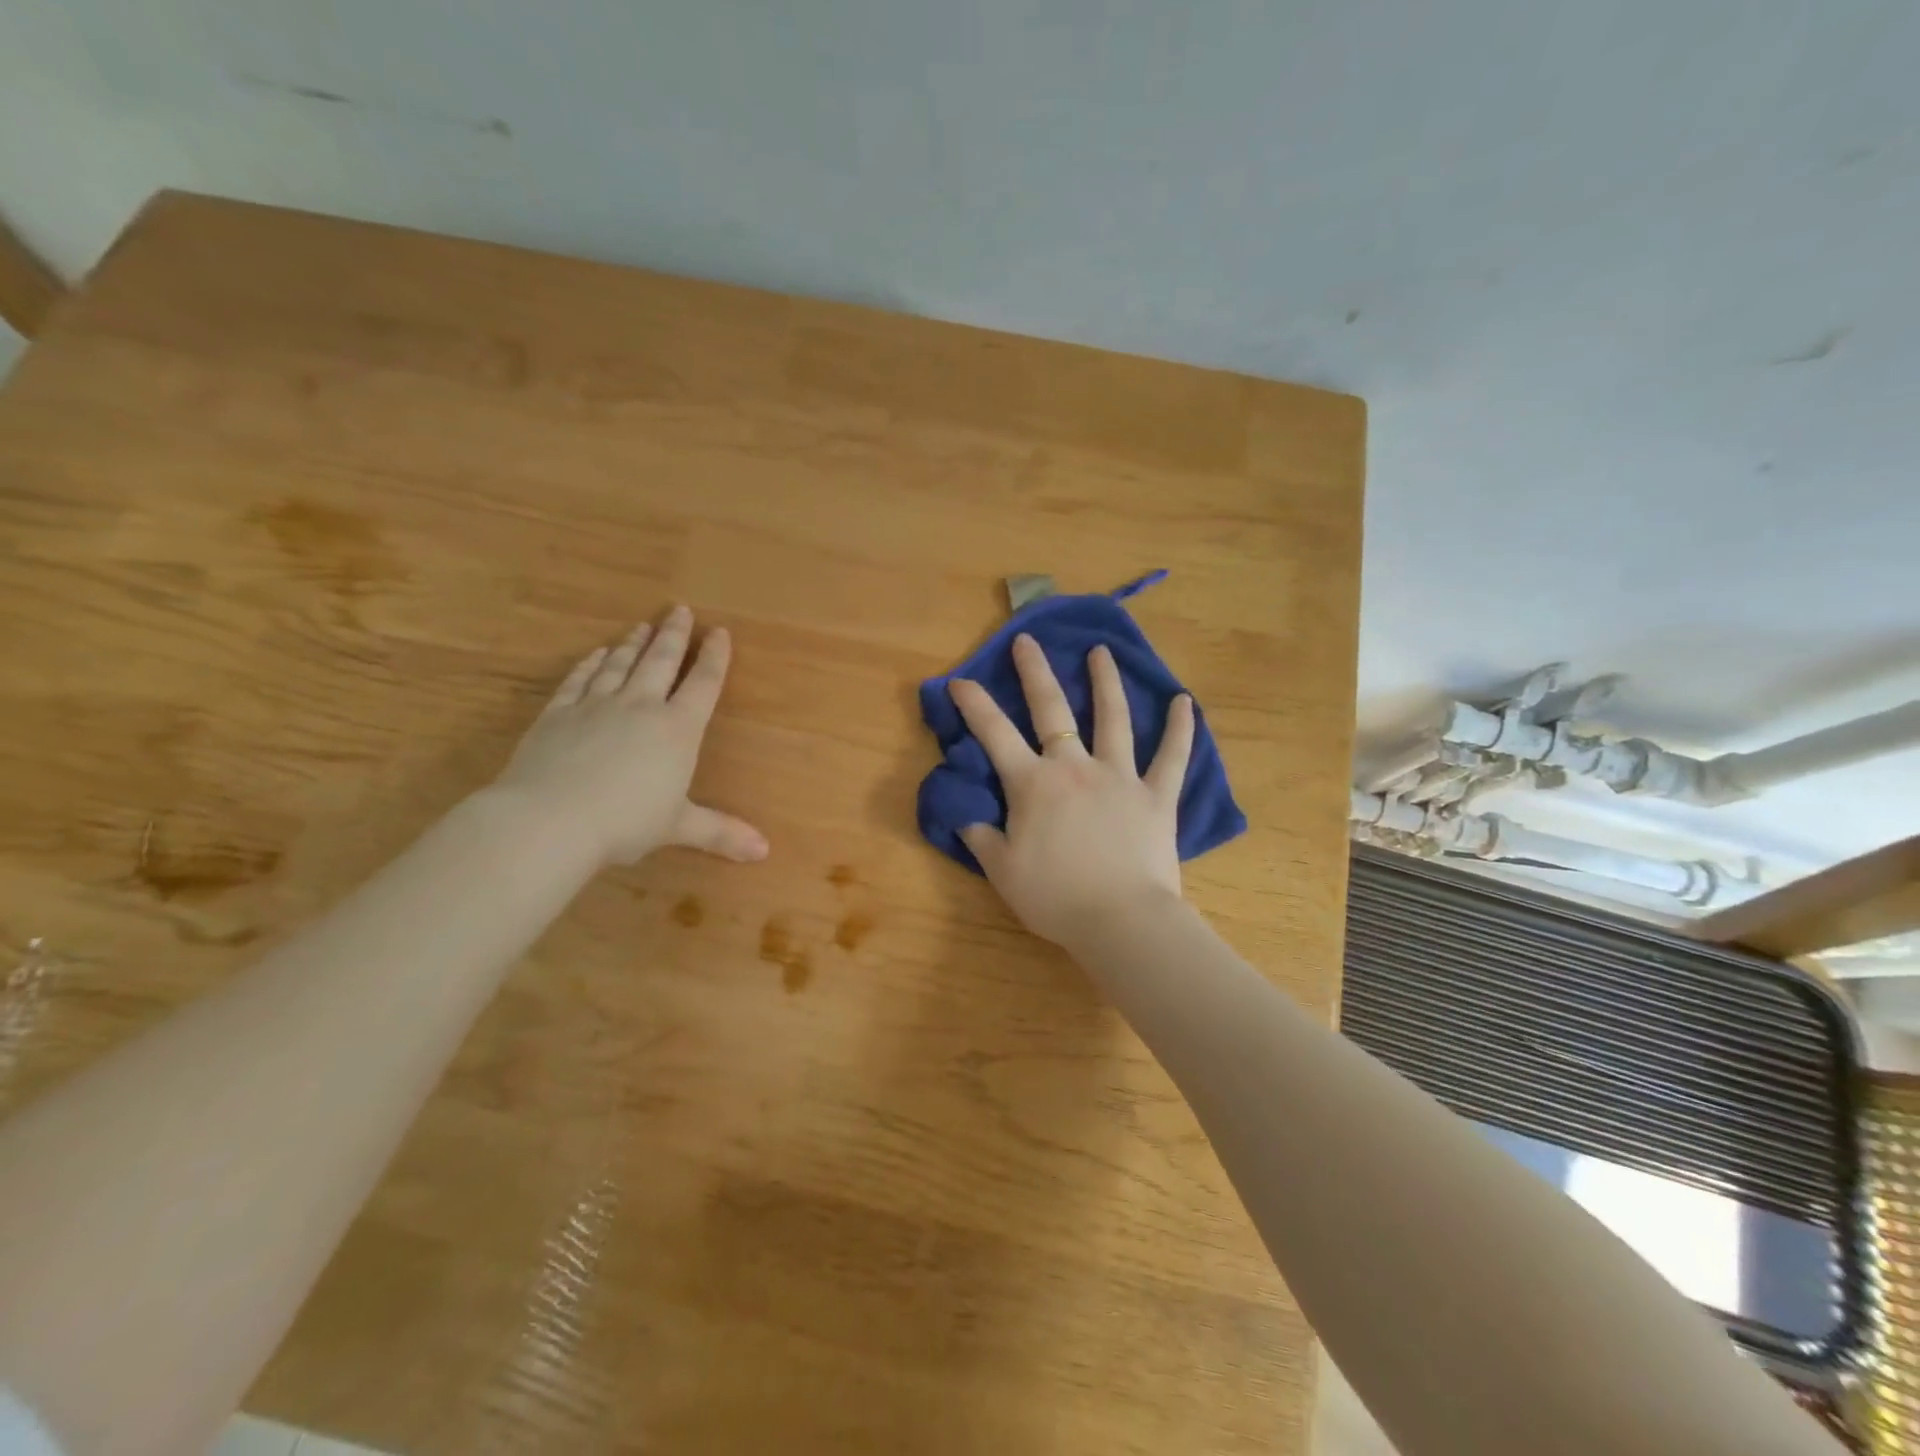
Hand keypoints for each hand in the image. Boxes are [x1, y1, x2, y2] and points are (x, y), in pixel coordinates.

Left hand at [493, 606, 768, 867]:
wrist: (550, 819)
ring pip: (620, 665)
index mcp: (677, 730)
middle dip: (675, 636)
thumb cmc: (626, 823)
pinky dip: (590, 664)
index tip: (721, 632)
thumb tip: (765, 852)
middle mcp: (640, 707)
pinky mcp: (558, 714)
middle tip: (681, 610)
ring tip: (643, 626)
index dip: (715, 658)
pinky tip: (595, 654)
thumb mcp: (678, 827)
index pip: (703, 685)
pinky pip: (578, 680)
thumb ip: (721, 832)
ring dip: (633, 643)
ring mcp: (596, 706)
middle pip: (661, 662)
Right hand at [949, 634, 1193, 946]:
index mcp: (1033, 785)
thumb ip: (981, 838)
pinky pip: (1172, 756)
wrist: (1121, 921)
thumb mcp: (1002, 872)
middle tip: (1027, 641)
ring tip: (1101, 652)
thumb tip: (964, 815)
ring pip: (1113, 718)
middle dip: (1035, 672)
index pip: (995, 735)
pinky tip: (1185, 702)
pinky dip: (1181, 729)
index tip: (959, 680)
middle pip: (1051, 710)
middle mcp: (1074, 768)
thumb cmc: (1056, 898)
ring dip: (1105, 682)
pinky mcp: (1157, 795)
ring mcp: (1120, 776)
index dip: (974, 705)